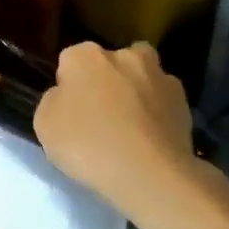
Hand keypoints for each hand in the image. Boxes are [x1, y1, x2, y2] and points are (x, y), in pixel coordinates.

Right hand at [34, 42, 195, 211]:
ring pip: (142, 77)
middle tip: (100, 116)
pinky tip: (151, 138)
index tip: (68, 112)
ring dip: (136, 92)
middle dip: (105, 81)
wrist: (150, 174)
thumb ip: (53, 101)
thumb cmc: (88, 145)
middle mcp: (125, 55)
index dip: (67, 85)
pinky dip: (157, 113)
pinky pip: (163, 102)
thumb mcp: (44, 125)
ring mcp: (159, 76)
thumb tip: (66, 96)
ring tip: (131, 127)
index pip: (69, 61)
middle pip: (110, 63)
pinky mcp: (184, 101)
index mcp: (86, 56)